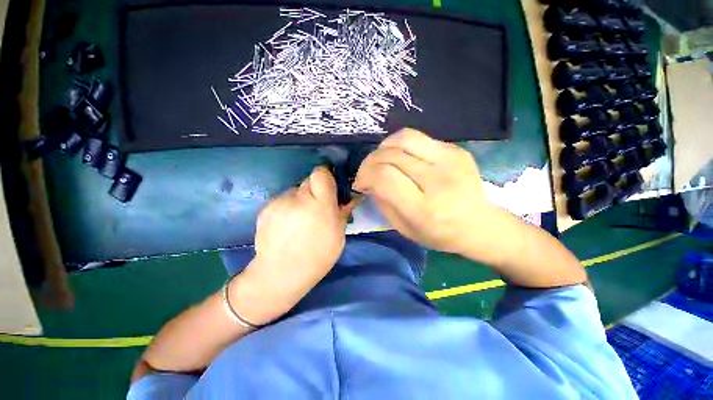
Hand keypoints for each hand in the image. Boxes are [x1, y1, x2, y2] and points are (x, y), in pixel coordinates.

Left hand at [233, 166, 353, 324]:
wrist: (280, 273)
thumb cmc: (318, 256)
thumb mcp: (339, 235)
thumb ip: (343, 211)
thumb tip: (351, 195)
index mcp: (320, 205)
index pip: (321, 173)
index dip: (326, 177)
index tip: (329, 187)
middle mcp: (298, 198)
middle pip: (308, 180)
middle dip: (315, 190)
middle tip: (317, 208)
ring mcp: (279, 202)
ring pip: (295, 190)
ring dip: (301, 199)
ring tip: (300, 220)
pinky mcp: (266, 207)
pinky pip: (283, 199)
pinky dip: (288, 207)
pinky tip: (287, 225)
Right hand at [353, 128, 507, 257]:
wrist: (479, 224)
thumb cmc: (439, 233)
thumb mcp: (403, 228)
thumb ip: (382, 201)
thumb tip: (369, 179)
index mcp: (424, 209)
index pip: (384, 177)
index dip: (365, 175)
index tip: (361, 183)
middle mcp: (438, 181)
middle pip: (390, 155)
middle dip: (369, 162)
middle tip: (367, 173)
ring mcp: (451, 160)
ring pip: (403, 138)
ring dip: (383, 149)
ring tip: (382, 161)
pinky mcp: (456, 149)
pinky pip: (417, 137)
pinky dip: (400, 145)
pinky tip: (401, 158)